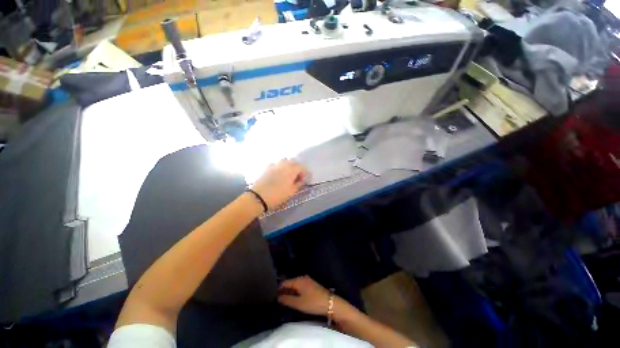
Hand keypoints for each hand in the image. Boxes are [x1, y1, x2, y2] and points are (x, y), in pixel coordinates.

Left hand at [251, 159, 307, 209]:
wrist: (259, 197)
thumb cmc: (278, 196)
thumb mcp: (291, 192)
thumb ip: (298, 184)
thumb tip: (301, 180)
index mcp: (291, 170)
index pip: (302, 167)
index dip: (304, 172)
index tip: (304, 179)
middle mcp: (284, 165)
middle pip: (293, 161)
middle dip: (296, 167)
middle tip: (296, 176)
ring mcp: (274, 165)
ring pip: (284, 160)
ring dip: (287, 165)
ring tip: (287, 173)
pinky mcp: (267, 168)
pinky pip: (275, 164)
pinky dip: (278, 167)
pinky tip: (277, 173)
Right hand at [277, 276, 333, 315]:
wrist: (329, 303)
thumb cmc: (312, 302)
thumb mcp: (298, 303)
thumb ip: (287, 300)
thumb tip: (278, 297)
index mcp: (298, 280)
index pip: (285, 282)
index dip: (279, 289)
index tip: (273, 296)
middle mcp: (302, 278)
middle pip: (290, 283)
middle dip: (284, 290)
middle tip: (278, 300)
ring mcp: (307, 281)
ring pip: (295, 285)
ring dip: (290, 292)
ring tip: (284, 300)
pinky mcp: (311, 285)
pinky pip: (300, 287)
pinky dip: (296, 292)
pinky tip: (294, 298)